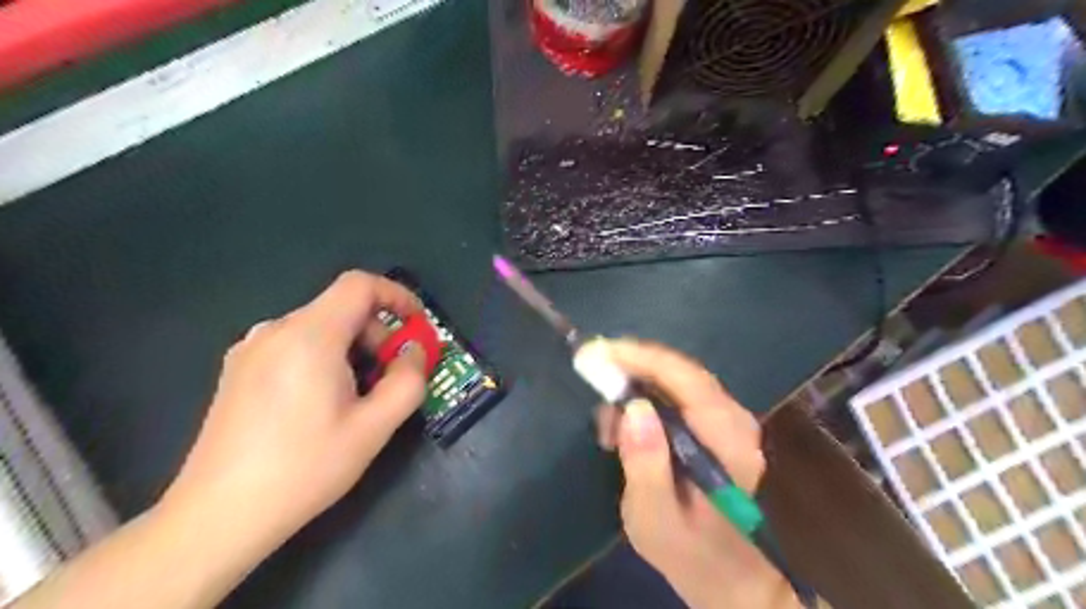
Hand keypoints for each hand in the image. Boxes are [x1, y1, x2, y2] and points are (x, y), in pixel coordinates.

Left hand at [159, 271, 425, 550]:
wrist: (217, 517)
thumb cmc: (304, 468)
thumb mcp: (374, 428)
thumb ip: (408, 381)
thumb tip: (415, 352)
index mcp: (310, 336)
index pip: (359, 284)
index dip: (396, 295)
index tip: (417, 325)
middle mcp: (275, 331)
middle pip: (341, 308)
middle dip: (377, 334)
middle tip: (390, 378)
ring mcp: (251, 349)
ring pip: (320, 328)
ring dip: (353, 349)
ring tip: (358, 397)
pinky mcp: (239, 370)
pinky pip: (295, 345)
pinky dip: (325, 357)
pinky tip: (322, 403)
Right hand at [592, 341, 794, 606]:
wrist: (721, 570)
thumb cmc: (686, 549)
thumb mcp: (655, 517)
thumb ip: (646, 465)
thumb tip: (633, 407)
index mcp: (727, 441)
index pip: (686, 379)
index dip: (641, 358)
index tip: (598, 351)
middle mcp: (734, 419)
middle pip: (680, 371)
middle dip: (631, 367)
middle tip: (592, 375)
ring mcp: (727, 419)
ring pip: (674, 378)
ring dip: (634, 387)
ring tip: (606, 426)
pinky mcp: (714, 423)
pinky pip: (674, 393)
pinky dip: (643, 399)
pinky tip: (624, 428)